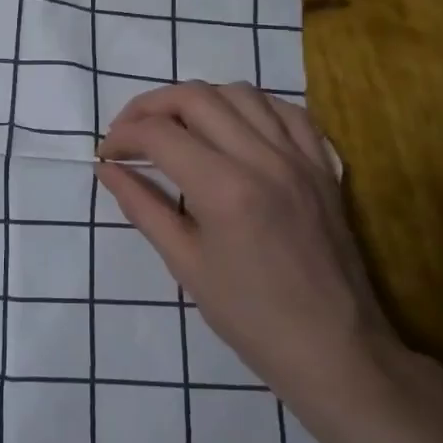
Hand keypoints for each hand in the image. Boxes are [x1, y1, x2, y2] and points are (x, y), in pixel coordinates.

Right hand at [97, 82, 400, 409]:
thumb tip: (107, 170)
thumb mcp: (184, 263)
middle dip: (150, 106)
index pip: (158, 134)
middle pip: (195, 97)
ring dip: (197, 100)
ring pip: (239, 92)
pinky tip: (232, 126)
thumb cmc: (250, 317)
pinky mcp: (322, 165)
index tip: (106, 154)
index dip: (122, 136)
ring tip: (176, 126)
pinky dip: (249, 106)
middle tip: (130, 133)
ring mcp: (299, 157)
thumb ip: (142, 207)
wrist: (335, 351)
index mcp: (224, 189)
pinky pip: (285, 110)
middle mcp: (262, 158)